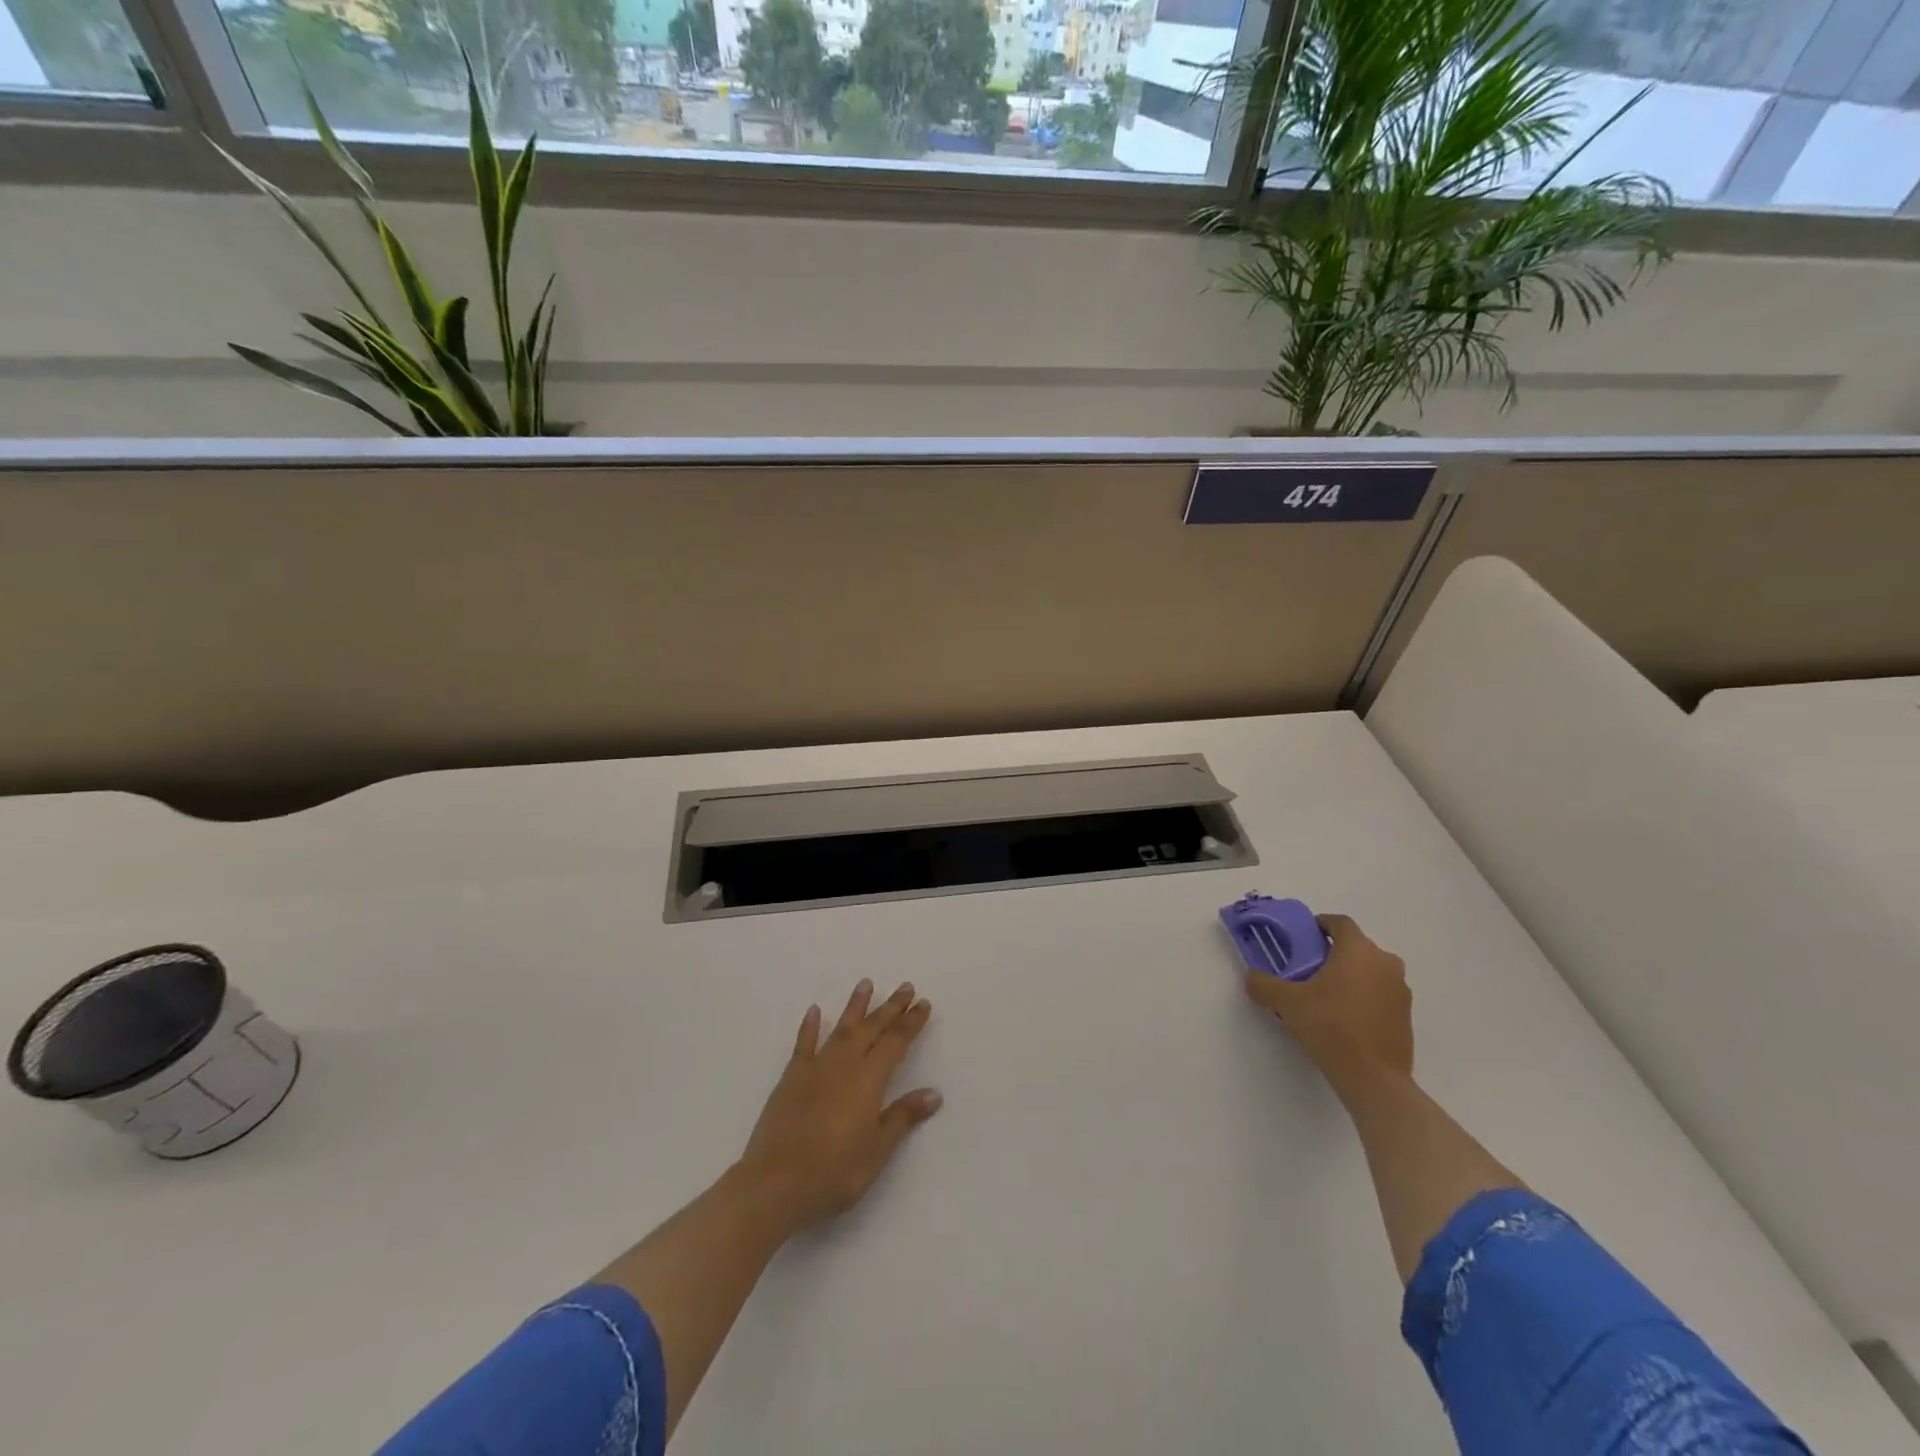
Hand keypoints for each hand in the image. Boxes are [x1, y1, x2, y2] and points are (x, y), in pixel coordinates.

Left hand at [735, 979, 941, 1234]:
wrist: (775, 1184)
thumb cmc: (834, 1171)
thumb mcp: (877, 1150)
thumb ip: (903, 1116)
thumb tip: (934, 1092)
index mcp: (869, 1079)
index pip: (896, 1042)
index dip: (911, 1022)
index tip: (923, 1003)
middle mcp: (845, 1064)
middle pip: (872, 1028)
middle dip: (891, 1007)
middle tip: (905, 987)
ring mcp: (816, 1067)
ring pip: (841, 1028)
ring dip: (855, 1006)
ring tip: (866, 983)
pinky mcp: (791, 1078)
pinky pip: (804, 1044)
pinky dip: (809, 1026)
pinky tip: (813, 1011)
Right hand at [1243, 914, 1412, 1096]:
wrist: (1374, 1079)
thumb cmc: (1331, 1027)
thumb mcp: (1286, 1003)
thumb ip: (1264, 984)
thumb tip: (1252, 977)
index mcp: (1359, 950)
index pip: (1340, 922)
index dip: (1320, 925)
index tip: (1302, 938)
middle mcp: (1385, 963)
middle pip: (1356, 946)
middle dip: (1333, 953)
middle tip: (1308, 970)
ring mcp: (1400, 990)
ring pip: (1370, 971)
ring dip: (1350, 975)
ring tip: (1325, 996)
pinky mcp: (1406, 1016)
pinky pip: (1380, 993)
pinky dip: (1363, 997)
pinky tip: (1344, 1018)